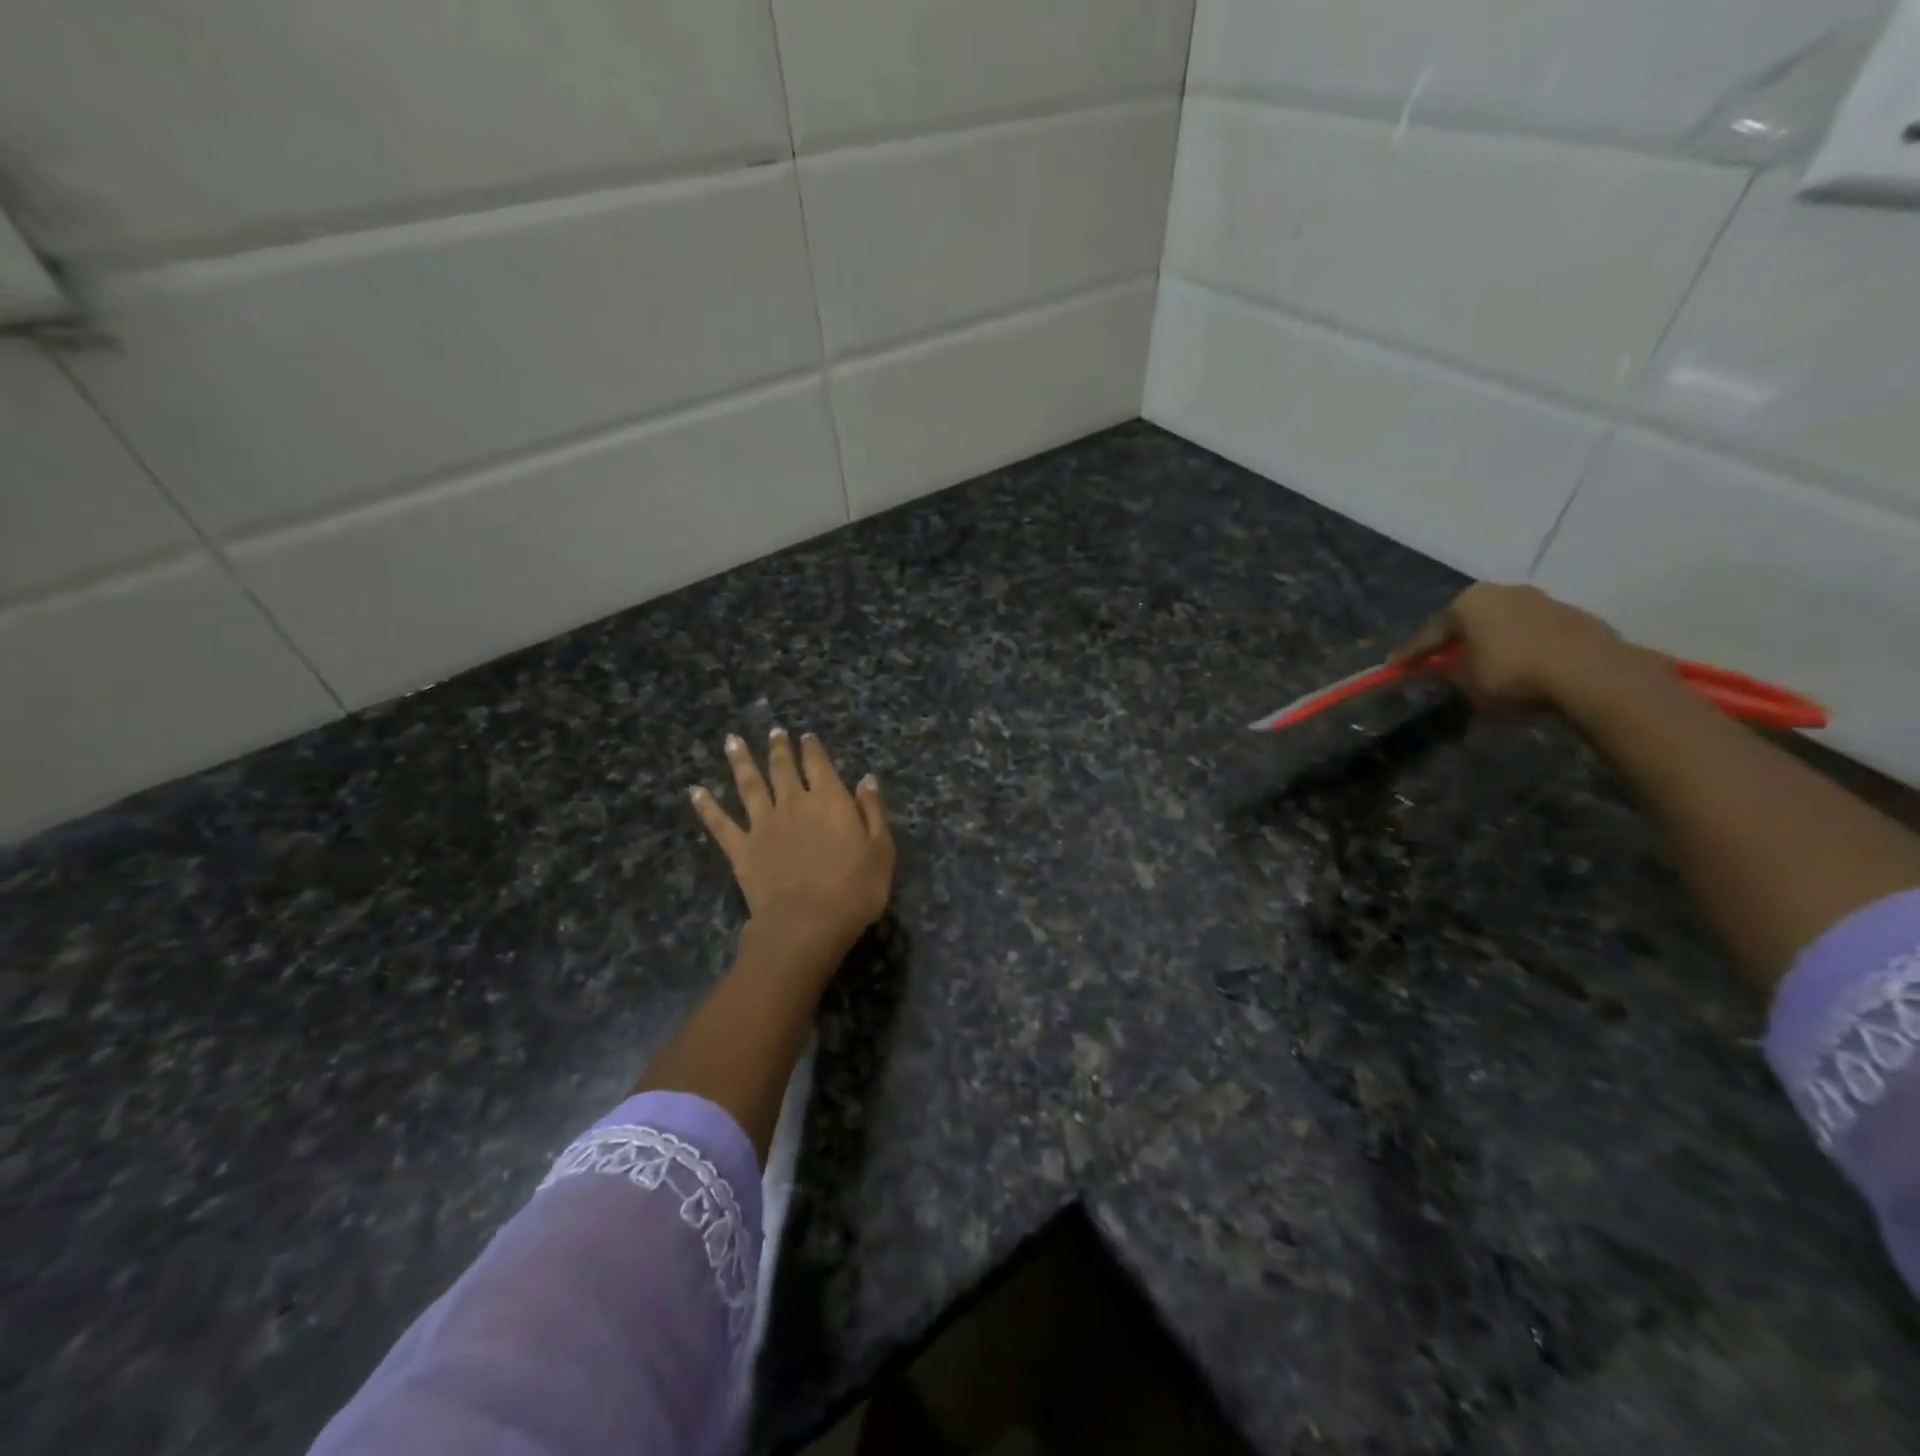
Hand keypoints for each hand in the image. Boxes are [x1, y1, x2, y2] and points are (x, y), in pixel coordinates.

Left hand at [691, 729, 894, 957]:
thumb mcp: (881, 850)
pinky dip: (706, 806)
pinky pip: (720, 823)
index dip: (812, 749)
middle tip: (774, 732)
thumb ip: (872, 811)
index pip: (819, 765)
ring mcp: (763, 824)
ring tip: (731, 740)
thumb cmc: (854, 890)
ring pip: (749, 785)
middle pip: (783, 768)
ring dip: (740, 761)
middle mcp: (794, 803)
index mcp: (830, 801)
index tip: (806, 736)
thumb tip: (866, 779)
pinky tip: (695, 791)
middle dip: (779, 748)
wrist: (806, 923)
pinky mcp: (741, 848)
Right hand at [1391, 583, 1646, 711]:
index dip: (1409, 655)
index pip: (1428, 633)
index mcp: (1468, 602)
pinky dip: (1519, 649)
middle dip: (1452, 644)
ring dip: (1488, 645)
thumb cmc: (1512, 674)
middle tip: (1436, 664)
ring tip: (1480, 668)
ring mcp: (1542, 601)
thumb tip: (1435, 671)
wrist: (1591, 673)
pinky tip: (1518, 669)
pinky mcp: (1573, 617)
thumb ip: (1444, 673)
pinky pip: (1531, 635)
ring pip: (1501, 626)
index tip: (1393, 669)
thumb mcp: (1464, 682)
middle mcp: (1502, 591)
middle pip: (1467, 623)